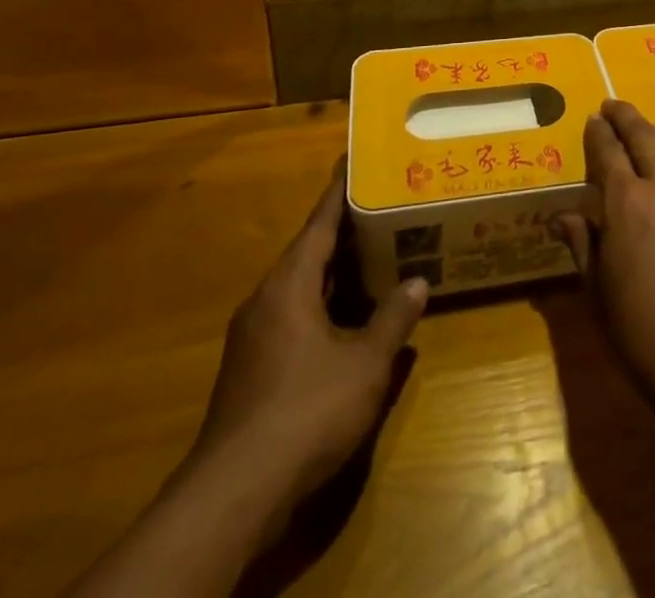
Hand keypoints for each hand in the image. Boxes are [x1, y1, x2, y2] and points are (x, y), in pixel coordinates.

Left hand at [194, 162, 426, 504]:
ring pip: (301, 287)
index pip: (319, 223)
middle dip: (345, 232)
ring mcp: (254, 335)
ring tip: (374, 256)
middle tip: (382, 208)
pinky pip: (293, 316)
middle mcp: (266, 299)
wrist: (236, 492)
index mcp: (289, 284)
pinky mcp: (252, 368)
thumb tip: (418, 282)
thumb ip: (393, 318)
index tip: (355, 162)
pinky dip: (323, 305)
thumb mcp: (365, 363)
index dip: (340, 191)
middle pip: (309, 252)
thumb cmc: (307, 409)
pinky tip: (349, 319)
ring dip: (335, 273)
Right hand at [555, 101, 654, 416]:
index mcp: (625, 202)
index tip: (594, 120)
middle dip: (625, 115)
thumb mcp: (596, 290)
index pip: (607, 149)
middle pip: (644, 132)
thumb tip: (563, 217)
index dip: (598, 131)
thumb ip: (581, 243)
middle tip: (615, 108)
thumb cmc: (639, 331)